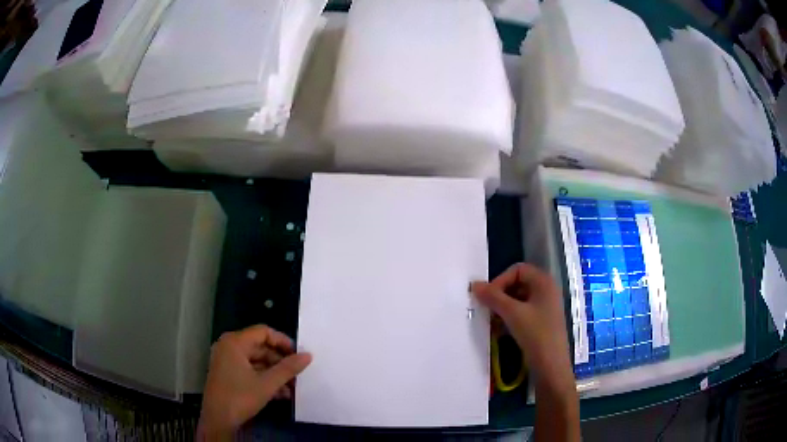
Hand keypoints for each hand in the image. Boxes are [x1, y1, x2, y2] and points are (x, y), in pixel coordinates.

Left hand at [197, 325, 311, 439]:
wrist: (218, 419)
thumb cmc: (240, 397)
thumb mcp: (267, 384)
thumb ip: (288, 369)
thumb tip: (307, 355)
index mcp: (235, 343)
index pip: (263, 332)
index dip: (282, 341)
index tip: (298, 354)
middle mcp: (229, 347)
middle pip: (260, 347)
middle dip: (280, 362)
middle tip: (298, 374)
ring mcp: (227, 361)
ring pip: (257, 361)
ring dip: (275, 374)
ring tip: (292, 388)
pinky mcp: (228, 375)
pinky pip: (250, 371)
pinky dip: (264, 379)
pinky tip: (281, 394)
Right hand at [472, 263, 573, 393]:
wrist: (551, 365)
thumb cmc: (536, 334)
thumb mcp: (512, 313)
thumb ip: (493, 297)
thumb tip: (474, 285)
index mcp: (544, 282)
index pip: (518, 270)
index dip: (501, 280)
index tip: (489, 297)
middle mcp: (546, 291)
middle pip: (518, 284)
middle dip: (500, 295)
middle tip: (488, 310)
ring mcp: (544, 307)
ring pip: (518, 300)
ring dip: (502, 308)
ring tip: (492, 322)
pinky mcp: (541, 322)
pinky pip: (522, 313)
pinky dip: (509, 318)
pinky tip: (499, 331)